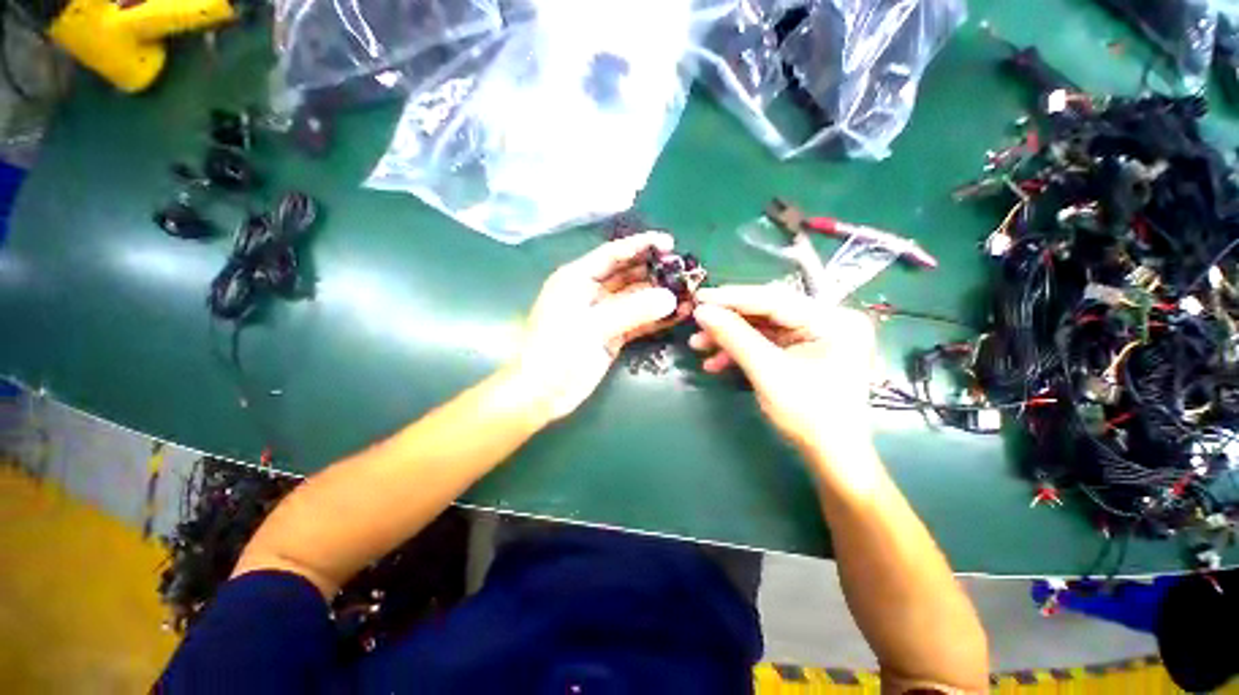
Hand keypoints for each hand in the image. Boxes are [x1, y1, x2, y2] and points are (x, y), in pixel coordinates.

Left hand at [509, 232, 688, 421]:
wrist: (541, 393)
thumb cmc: (557, 352)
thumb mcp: (592, 326)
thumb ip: (632, 311)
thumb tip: (670, 298)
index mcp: (577, 279)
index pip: (613, 255)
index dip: (640, 246)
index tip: (670, 242)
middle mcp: (591, 293)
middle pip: (627, 275)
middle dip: (654, 271)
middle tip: (685, 271)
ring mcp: (602, 315)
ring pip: (635, 299)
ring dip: (659, 296)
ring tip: (689, 292)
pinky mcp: (611, 336)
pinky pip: (637, 322)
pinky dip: (655, 319)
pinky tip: (677, 315)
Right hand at [689, 285, 876, 457]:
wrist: (830, 455)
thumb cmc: (808, 415)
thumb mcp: (767, 372)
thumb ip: (734, 337)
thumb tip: (702, 311)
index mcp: (833, 320)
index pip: (774, 299)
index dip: (733, 298)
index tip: (700, 297)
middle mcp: (827, 321)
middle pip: (766, 312)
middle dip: (728, 321)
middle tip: (696, 323)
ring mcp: (814, 336)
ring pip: (761, 328)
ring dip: (729, 338)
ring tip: (699, 346)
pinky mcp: (802, 350)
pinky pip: (765, 343)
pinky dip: (740, 351)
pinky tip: (716, 363)